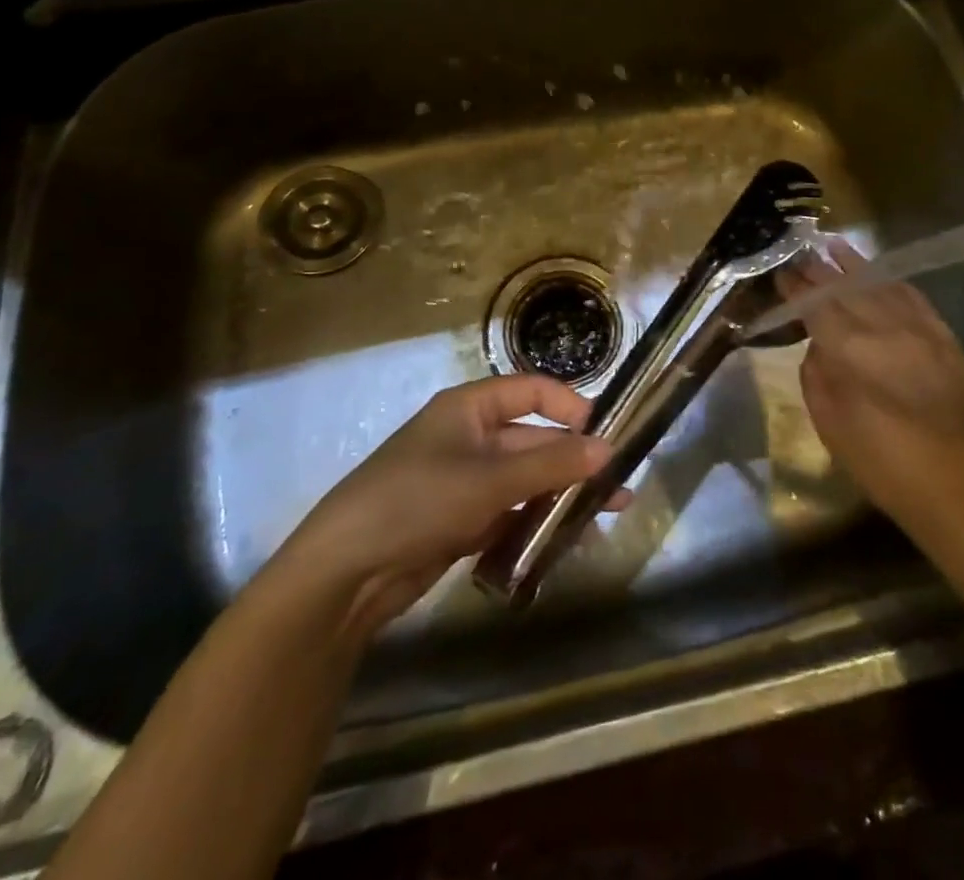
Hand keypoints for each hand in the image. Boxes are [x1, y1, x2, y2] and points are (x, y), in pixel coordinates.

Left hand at [263, 375, 615, 637]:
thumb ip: (550, 465)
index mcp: (469, 408)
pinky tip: (566, 541)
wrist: (345, 573)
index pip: (530, 390)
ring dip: (560, 495)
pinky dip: (535, 523)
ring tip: (603, 516)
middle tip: (618, 486)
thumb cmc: (417, 501)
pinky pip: (509, 513)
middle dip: (573, 460)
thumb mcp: (489, 480)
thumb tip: (607, 449)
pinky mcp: (460, 521)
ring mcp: (464, 481)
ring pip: (524, 480)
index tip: (605, 432)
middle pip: (532, 439)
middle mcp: (469, 437)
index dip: (569, 405)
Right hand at [776, 240, 963, 543]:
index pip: (816, 305)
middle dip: (820, 270)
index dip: (796, 287)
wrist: (957, 487)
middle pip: (846, 288)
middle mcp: (885, 328)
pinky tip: (882, 276)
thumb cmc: (882, 463)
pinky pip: (915, 299)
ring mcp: (920, 330)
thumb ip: (817, 375)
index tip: (782, 272)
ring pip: (881, 285)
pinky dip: (894, 283)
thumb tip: (820, 346)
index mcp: (850, 350)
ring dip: (855, 266)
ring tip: (836, 247)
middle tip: (801, 255)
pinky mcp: (946, 339)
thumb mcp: (830, 424)